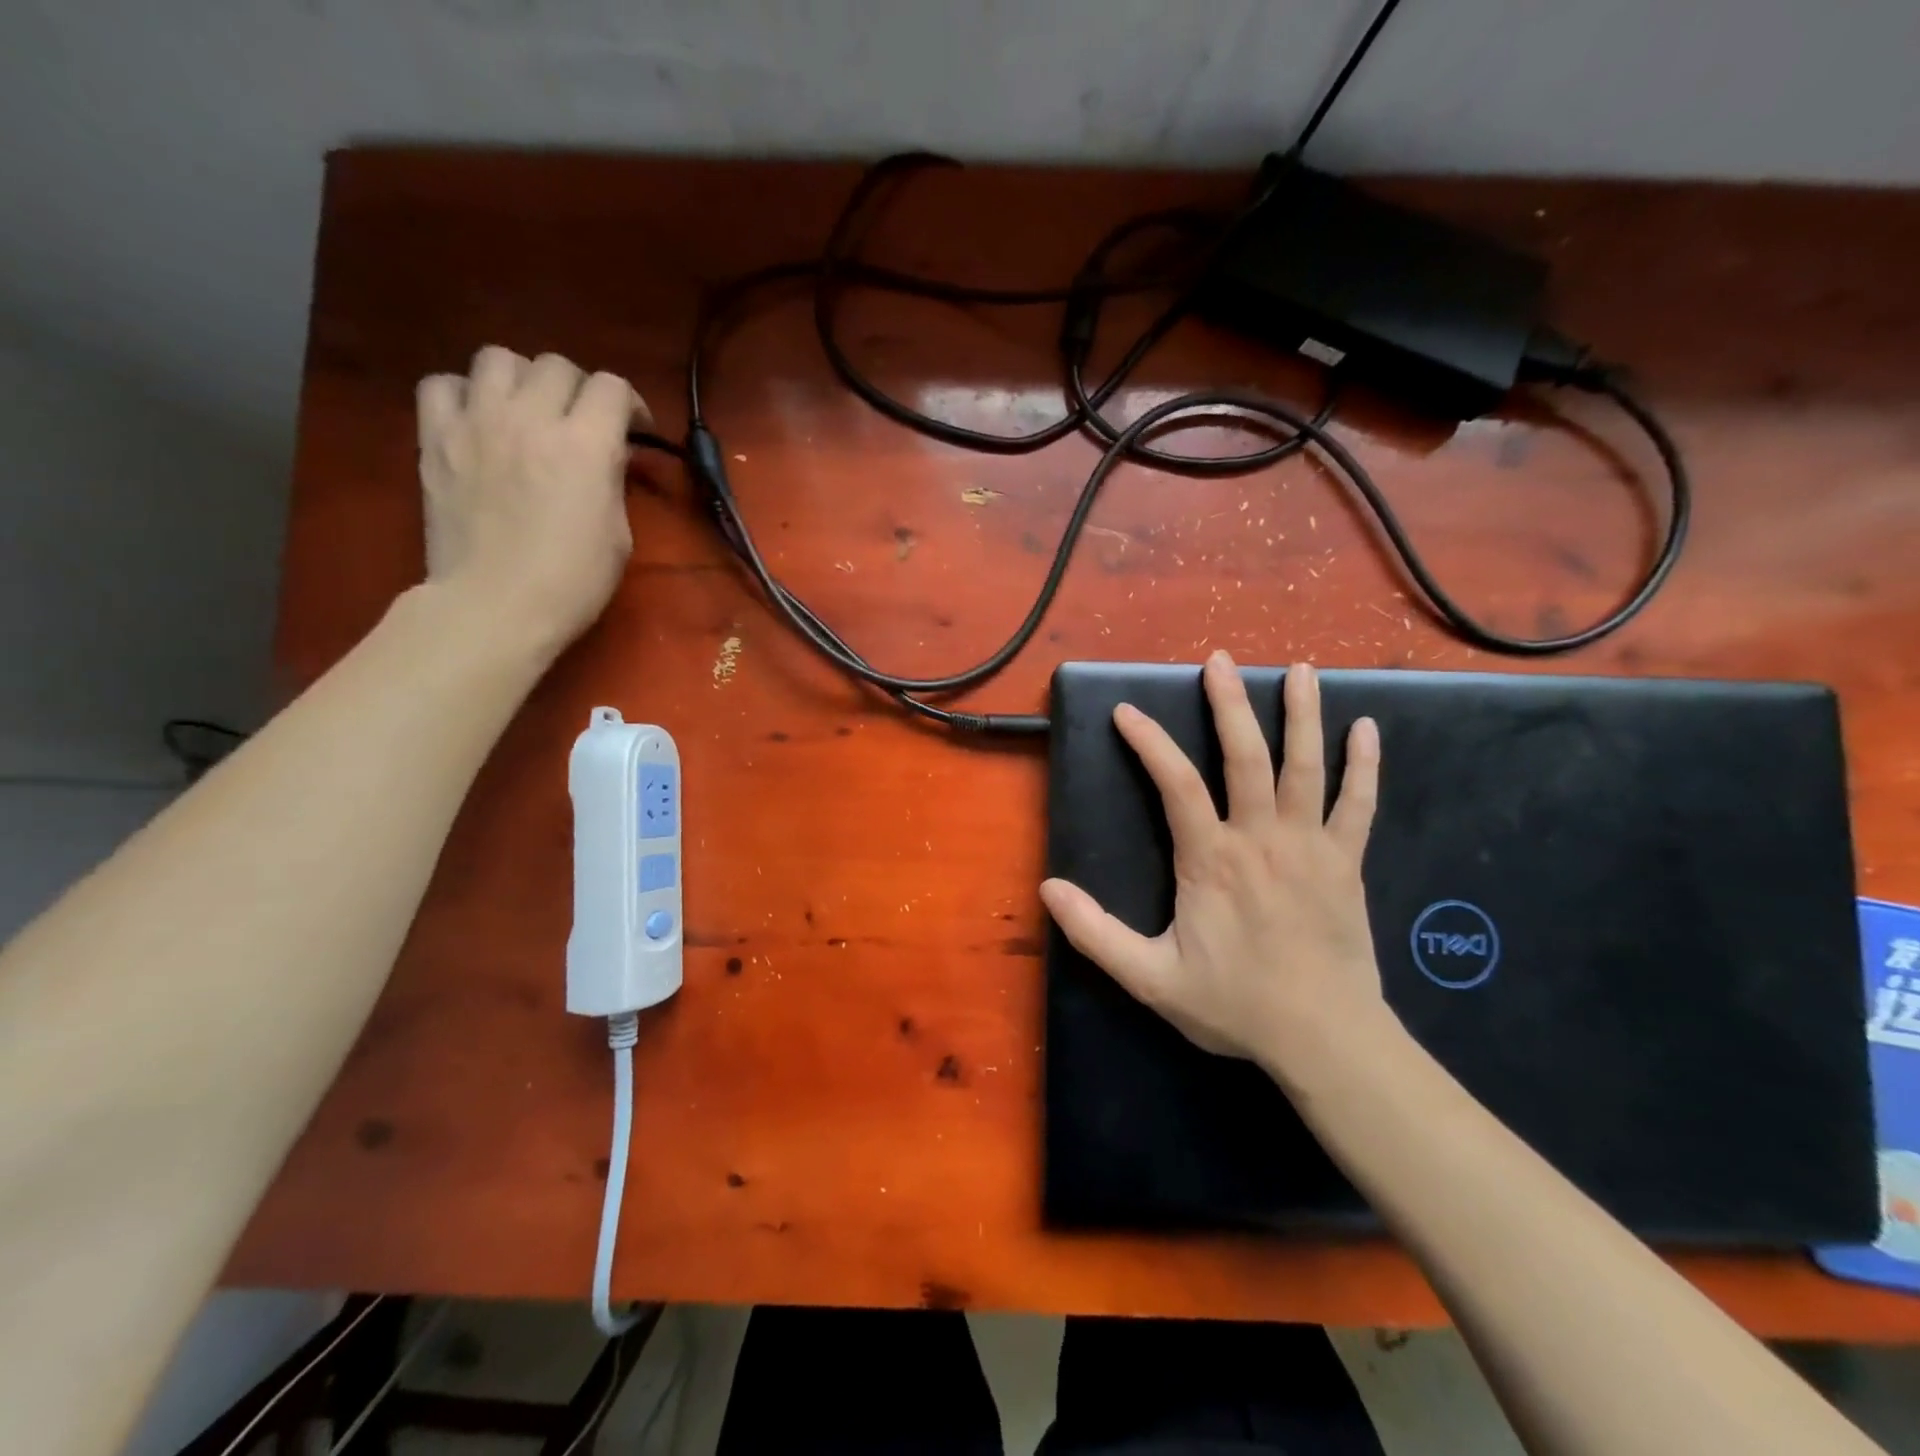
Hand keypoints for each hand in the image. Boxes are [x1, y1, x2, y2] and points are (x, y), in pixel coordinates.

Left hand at [415, 346, 648, 653]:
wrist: (495, 607)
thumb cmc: (572, 582)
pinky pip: (442, 384)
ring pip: (498, 358)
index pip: (611, 387)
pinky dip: (464, 394)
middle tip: (582, 423)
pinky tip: (478, 420)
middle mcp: (530, 418)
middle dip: (579, 390)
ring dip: (522, 379)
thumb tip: (606, 454)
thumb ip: (611, 480)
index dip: (630, 403)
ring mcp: (476, 423)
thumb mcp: (619, 534)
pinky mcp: (435, 438)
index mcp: (585, 445)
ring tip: (527, 411)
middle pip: (557, 365)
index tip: (634, 431)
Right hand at [1040, 652, 1393, 1081]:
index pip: (1175, 784)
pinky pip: (1359, 804)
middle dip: (1230, 704)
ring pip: (1305, 767)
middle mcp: (1261, 838)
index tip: (1127, 711)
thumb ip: (1096, 933)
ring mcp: (1311, 846)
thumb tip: (1049, 888)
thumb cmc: (1235, 1005)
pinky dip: (1363, 764)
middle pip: (1245, 757)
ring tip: (1300, 669)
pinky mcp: (1347, 862)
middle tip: (1219, 661)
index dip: (1149, 742)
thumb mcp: (1150, 978)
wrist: (1325, 1038)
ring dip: (1302, 714)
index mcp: (1210, 860)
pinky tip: (1367, 728)